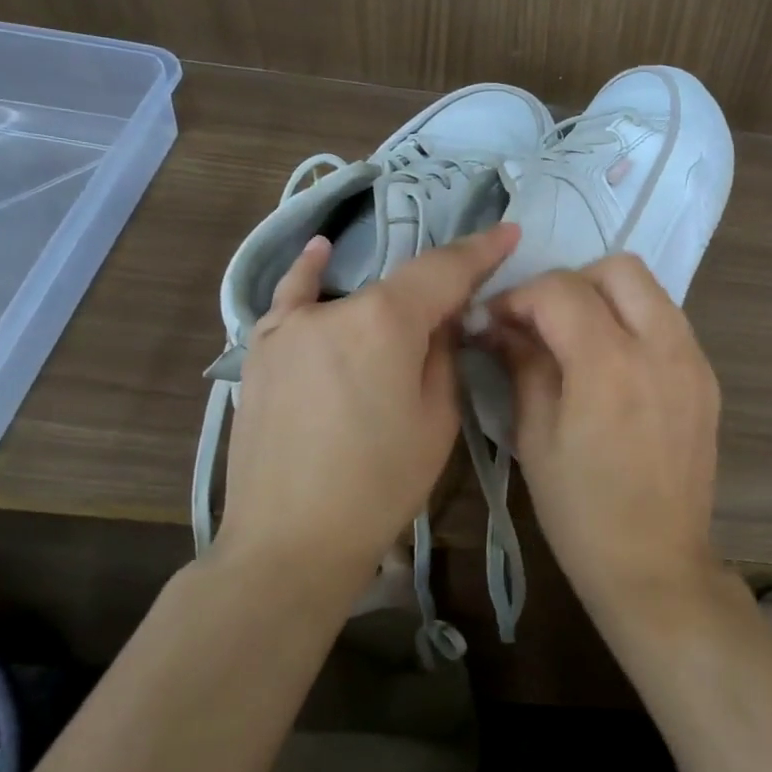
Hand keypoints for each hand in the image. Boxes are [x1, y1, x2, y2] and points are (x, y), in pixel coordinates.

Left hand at [216, 223, 520, 588]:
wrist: (290, 541)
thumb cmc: (379, 485)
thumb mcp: (437, 419)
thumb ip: (442, 354)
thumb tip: (442, 320)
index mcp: (386, 322)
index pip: (444, 271)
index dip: (482, 251)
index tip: (510, 231)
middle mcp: (335, 309)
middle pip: (400, 285)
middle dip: (440, 289)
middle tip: (471, 301)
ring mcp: (289, 326)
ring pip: (355, 296)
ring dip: (392, 296)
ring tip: (420, 301)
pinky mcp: (261, 351)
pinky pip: (290, 300)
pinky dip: (309, 274)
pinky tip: (321, 252)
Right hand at [485, 255, 723, 612]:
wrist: (656, 564)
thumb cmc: (582, 512)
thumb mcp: (536, 436)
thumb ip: (522, 364)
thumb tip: (497, 323)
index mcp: (610, 364)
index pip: (560, 291)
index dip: (519, 297)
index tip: (495, 321)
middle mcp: (661, 347)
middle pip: (619, 269)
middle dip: (571, 283)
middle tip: (542, 323)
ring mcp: (693, 360)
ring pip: (650, 290)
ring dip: (607, 298)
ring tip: (576, 339)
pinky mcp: (707, 378)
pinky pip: (669, 323)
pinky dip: (636, 323)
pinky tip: (613, 364)